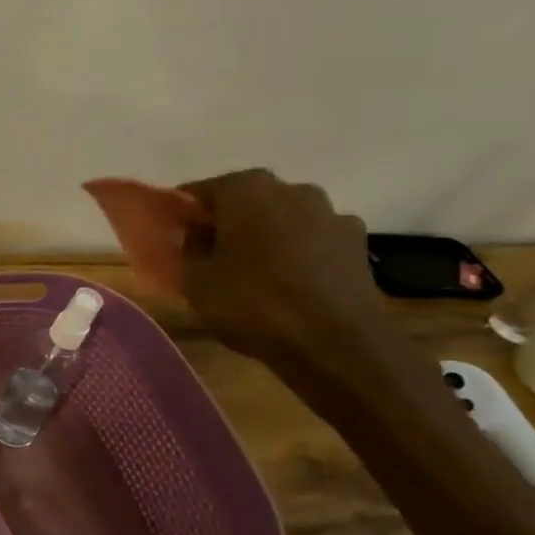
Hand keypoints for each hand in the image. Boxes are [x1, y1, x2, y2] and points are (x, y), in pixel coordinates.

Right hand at [177, 169, 391, 368]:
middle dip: (229, 222)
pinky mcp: (357, 243)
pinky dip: (299, 254)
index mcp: (246, 189)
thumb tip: (195, 233)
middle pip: (247, 200)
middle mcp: (291, 190)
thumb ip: (189, 247)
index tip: (176, 236)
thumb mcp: (196, 280)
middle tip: (212, 254)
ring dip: (268, 236)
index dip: (186, 214)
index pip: (201, 192)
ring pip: (283, 219)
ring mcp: (330, 214)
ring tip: (255, 272)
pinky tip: (291, 283)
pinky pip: (313, 241)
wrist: (335, 344)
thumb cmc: (252, 304)